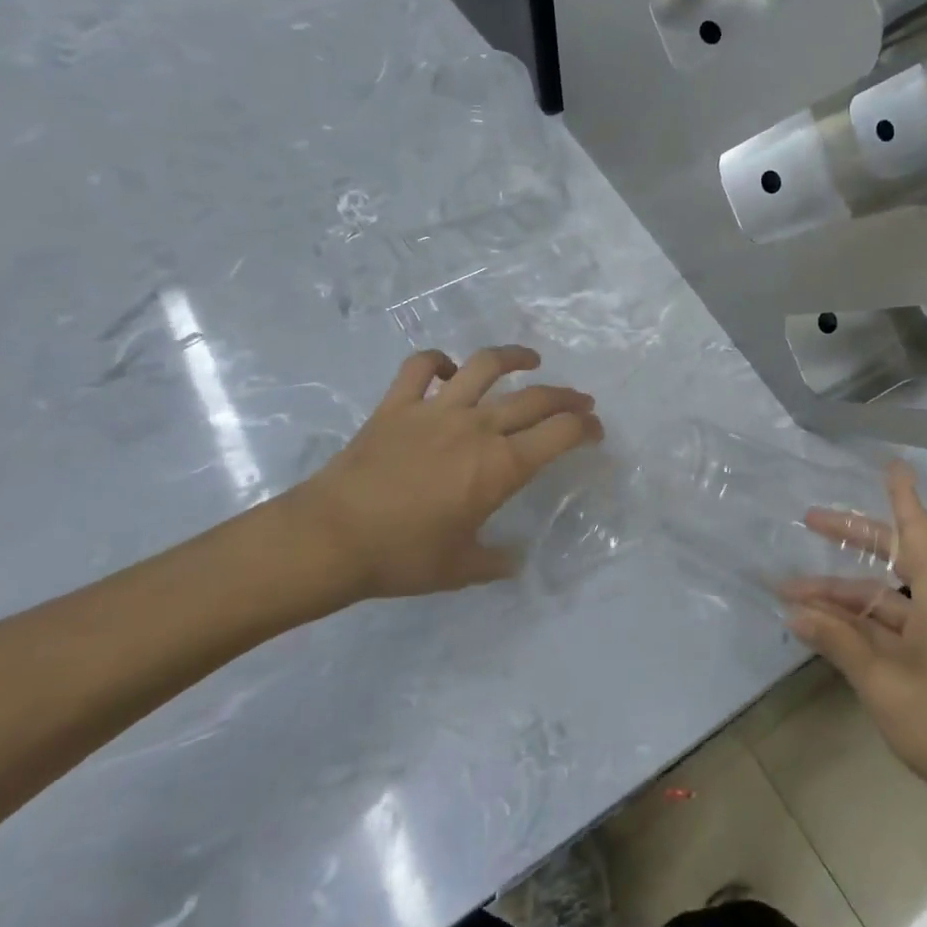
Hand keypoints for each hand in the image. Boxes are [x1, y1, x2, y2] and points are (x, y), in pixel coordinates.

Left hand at [280, 346, 602, 610]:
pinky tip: (450, 371)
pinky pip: (421, 367)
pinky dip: (439, 362)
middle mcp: (477, 428)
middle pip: (535, 398)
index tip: (595, 432)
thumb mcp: (461, 568)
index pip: (561, 434)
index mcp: (501, 467)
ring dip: (514, 357)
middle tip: (580, 402)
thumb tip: (516, 560)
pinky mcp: (397, 405)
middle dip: (567, 398)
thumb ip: (496, 562)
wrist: (331, 539)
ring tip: (530, 360)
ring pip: (485, 366)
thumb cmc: (402, 557)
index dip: (586, 428)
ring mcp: (435, 410)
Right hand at [784, 463, 926, 809]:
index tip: (891, 463)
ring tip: (792, 596)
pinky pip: (894, 627)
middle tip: (807, 521)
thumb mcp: (883, 681)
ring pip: (884, 599)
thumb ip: (838, 642)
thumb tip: (796, 611)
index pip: (913, 528)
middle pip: (891, 558)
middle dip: (848, 541)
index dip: (899, 494)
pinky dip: (860, 625)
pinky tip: (826, 630)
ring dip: (842, 597)